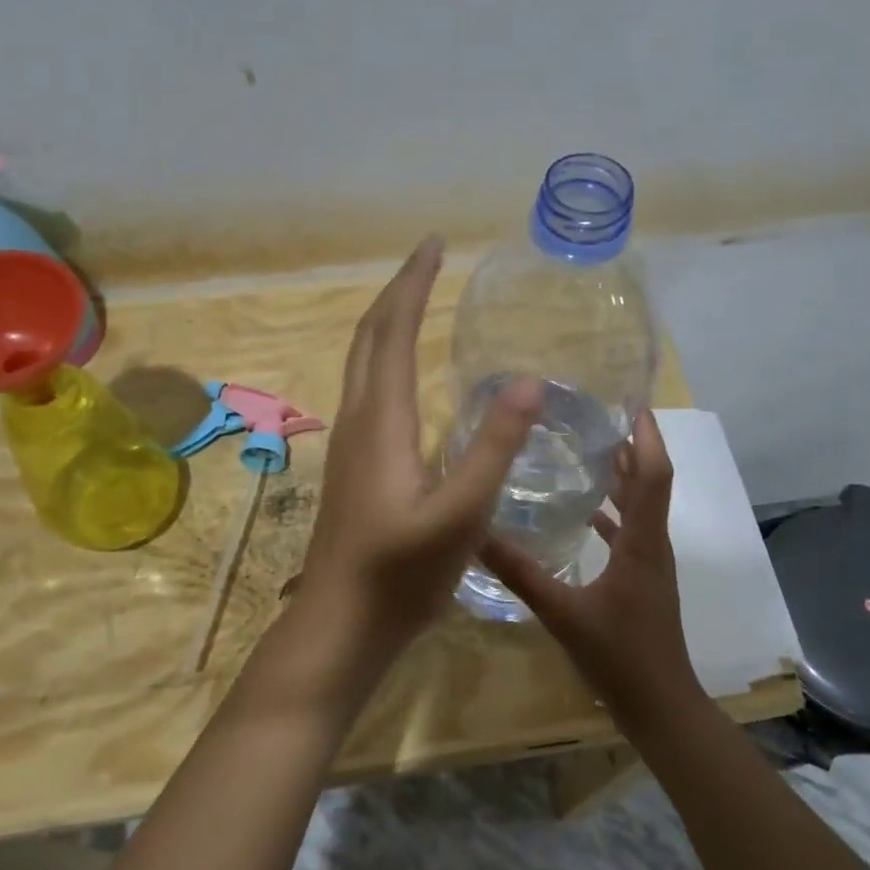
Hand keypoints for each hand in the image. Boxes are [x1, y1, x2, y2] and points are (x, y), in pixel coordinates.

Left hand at [299, 236, 542, 660]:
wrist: (341, 624)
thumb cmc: (401, 574)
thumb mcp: (461, 514)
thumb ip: (494, 448)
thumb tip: (528, 381)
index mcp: (382, 422)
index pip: (394, 332)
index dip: (414, 284)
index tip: (436, 245)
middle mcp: (358, 420)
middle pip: (369, 336)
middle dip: (398, 291)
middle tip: (430, 259)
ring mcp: (349, 443)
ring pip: (362, 362)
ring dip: (388, 322)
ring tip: (420, 301)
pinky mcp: (353, 464)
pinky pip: (367, 389)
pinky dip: (386, 358)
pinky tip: (408, 376)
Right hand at [479, 410, 700, 716]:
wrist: (660, 706)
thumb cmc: (619, 656)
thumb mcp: (562, 613)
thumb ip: (521, 574)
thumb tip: (476, 536)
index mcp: (642, 542)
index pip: (653, 474)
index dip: (646, 435)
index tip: (629, 403)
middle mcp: (653, 544)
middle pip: (648, 482)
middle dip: (627, 446)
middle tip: (591, 417)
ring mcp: (650, 563)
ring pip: (639, 506)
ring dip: (620, 477)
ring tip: (584, 451)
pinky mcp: (642, 579)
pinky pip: (630, 532)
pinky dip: (611, 513)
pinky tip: (582, 512)